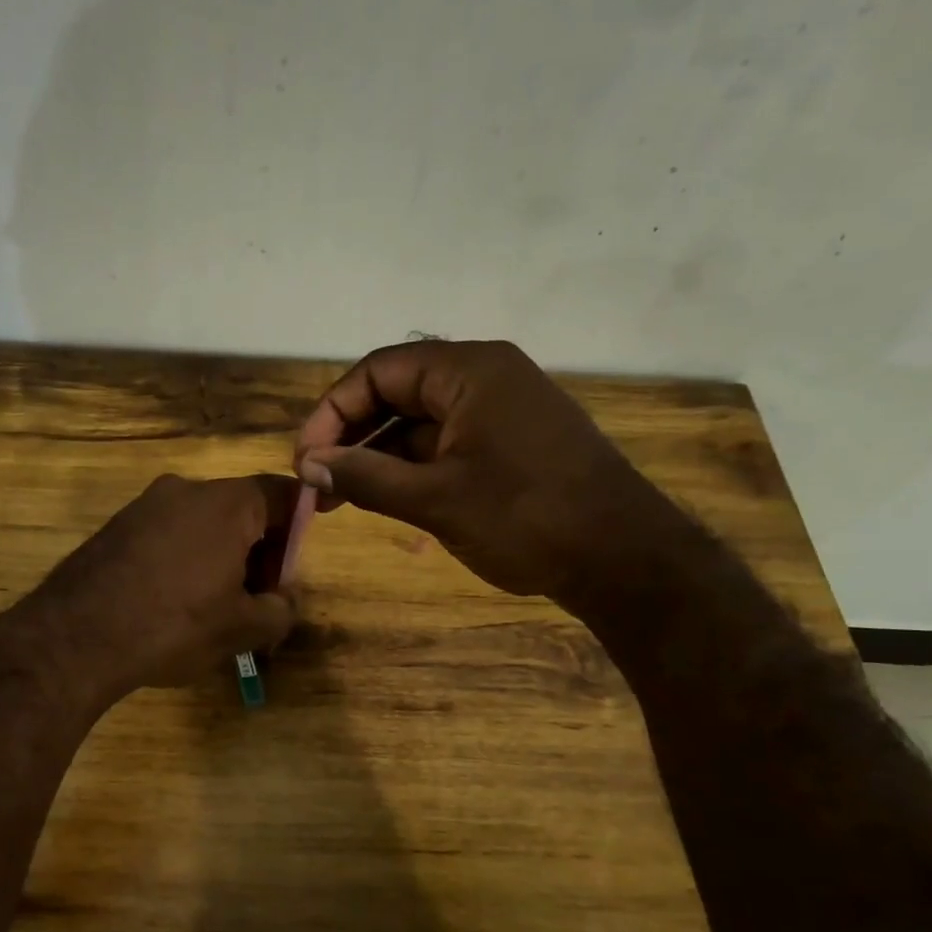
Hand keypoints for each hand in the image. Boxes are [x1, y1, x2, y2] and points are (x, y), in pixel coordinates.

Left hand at [0, 473, 300, 708]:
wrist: (74, 638)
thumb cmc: (173, 625)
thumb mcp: (242, 628)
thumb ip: (280, 609)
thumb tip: (284, 599)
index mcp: (226, 503)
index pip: (283, 494)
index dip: (300, 528)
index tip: (291, 569)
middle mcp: (185, 489)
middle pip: (242, 509)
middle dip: (260, 551)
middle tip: (258, 601)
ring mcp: (145, 505)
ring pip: (202, 523)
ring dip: (221, 557)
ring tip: (214, 609)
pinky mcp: (117, 526)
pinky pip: (168, 534)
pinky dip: (185, 559)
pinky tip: (173, 603)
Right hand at [293, 339, 680, 605]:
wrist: (625, 560)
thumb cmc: (527, 518)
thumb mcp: (436, 499)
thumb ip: (366, 477)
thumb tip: (309, 465)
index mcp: (470, 371)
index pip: (378, 372)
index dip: (332, 412)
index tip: (306, 460)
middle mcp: (485, 379)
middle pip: (396, 393)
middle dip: (351, 437)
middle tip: (317, 483)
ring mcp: (501, 412)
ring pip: (418, 423)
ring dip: (377, 457)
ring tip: (340, 498)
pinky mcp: (510, 444)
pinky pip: (445, 445)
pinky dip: (410, 469)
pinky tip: (385, 500)